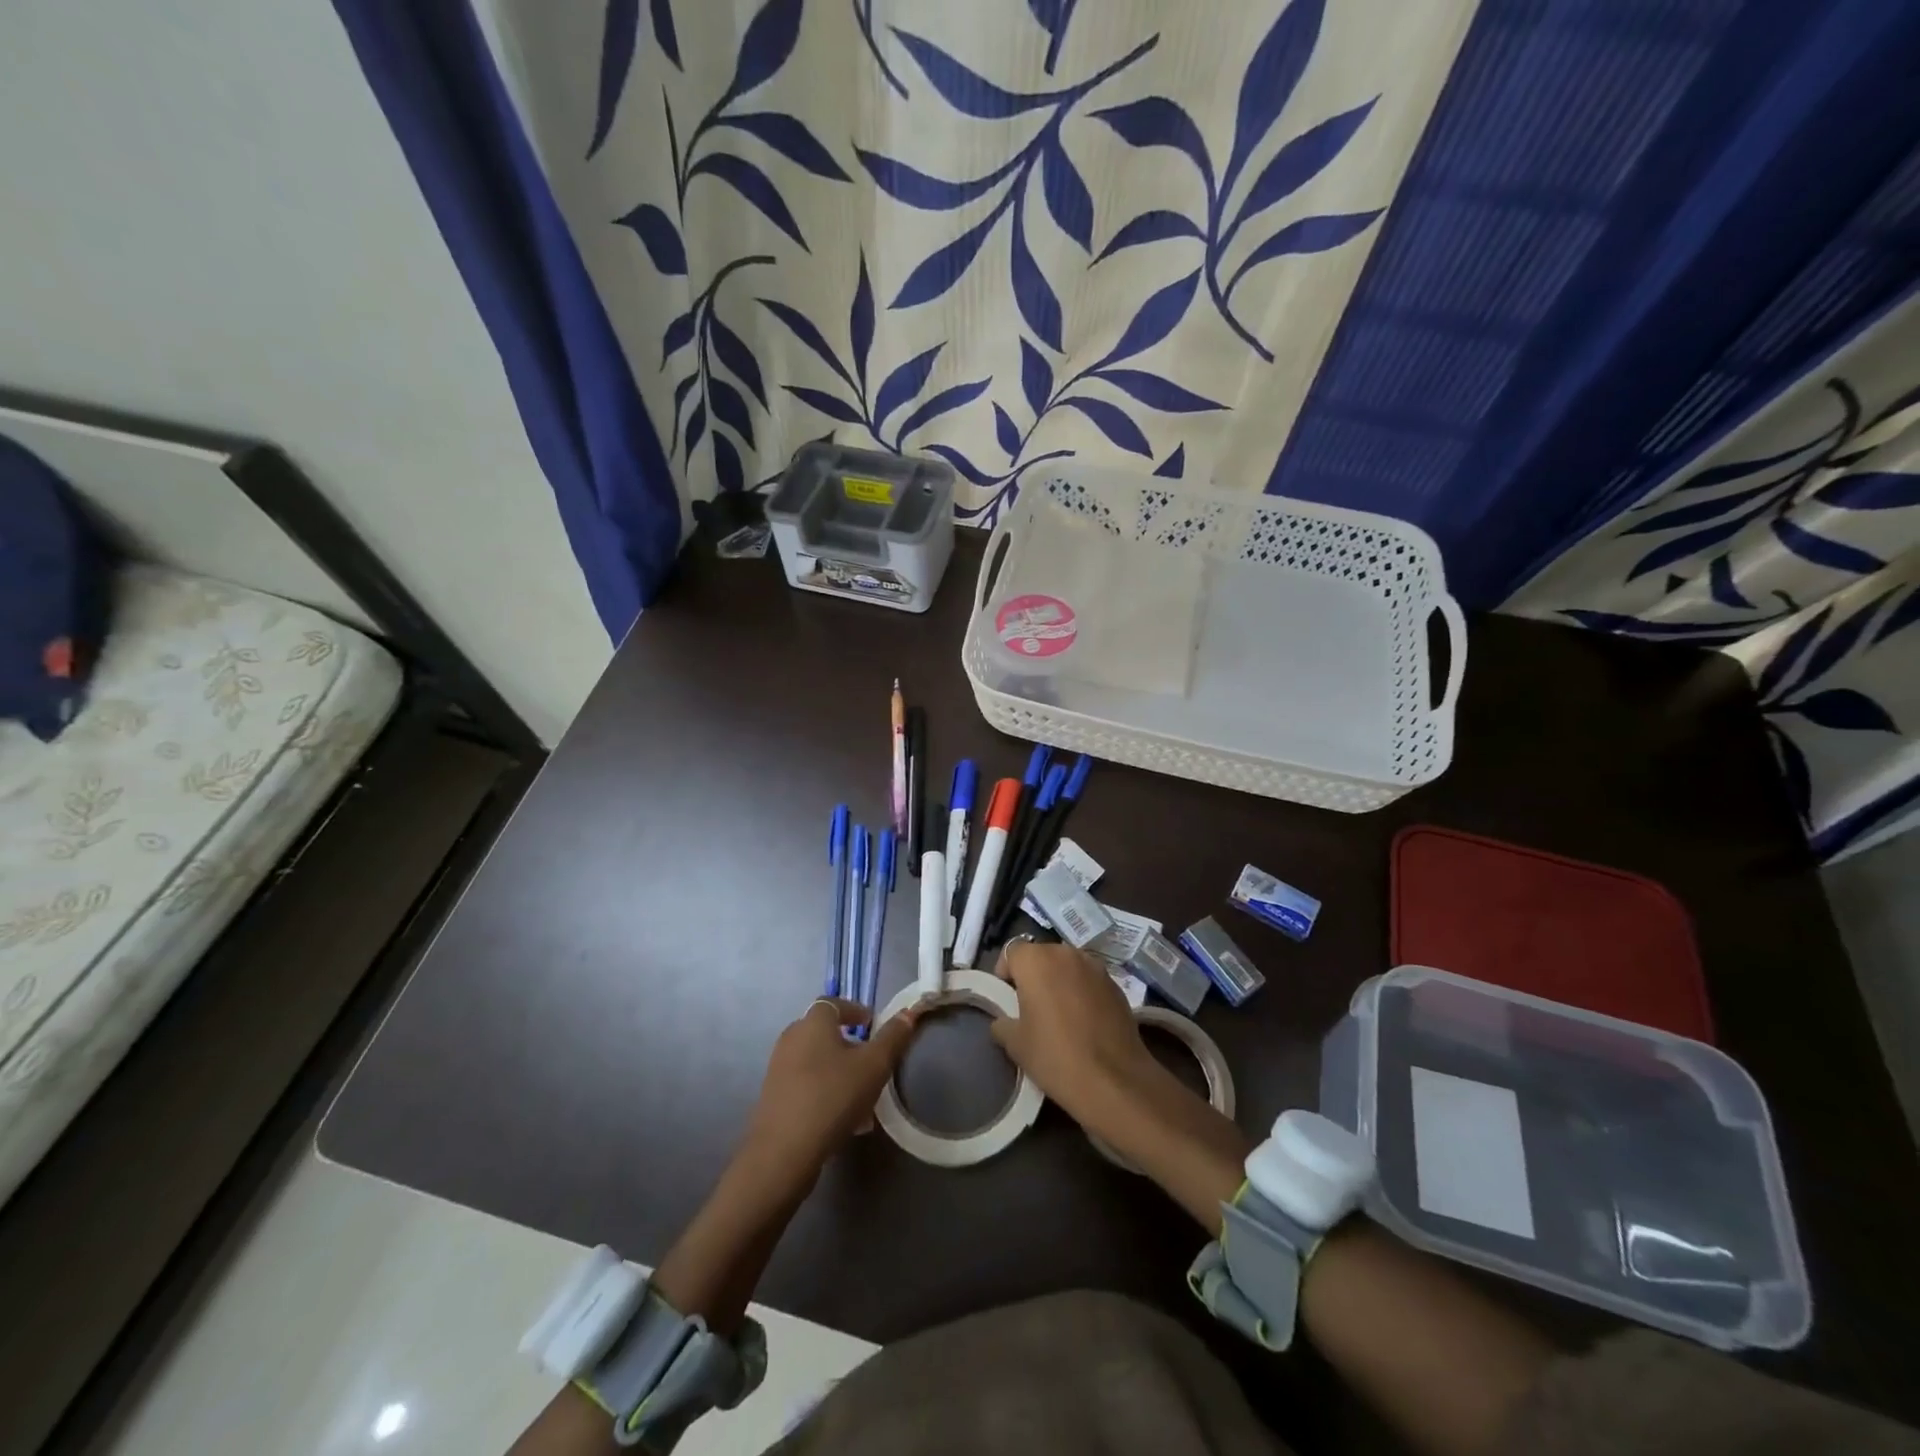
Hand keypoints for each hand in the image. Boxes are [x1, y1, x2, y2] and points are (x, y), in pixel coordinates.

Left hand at [741, 998, 917, 1189]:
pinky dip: (825, 1091)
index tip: (872, 1024)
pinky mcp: (773, 1098)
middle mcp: (791, 1039)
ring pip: (816, 1061)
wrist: (783, 1152)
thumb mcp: (874, 1065)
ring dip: (838, 1071)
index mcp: (812, 1023)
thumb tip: (908, 1013)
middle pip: (823, 1032)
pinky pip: (806, 1084)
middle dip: (849, 1044)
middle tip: (870, 1060)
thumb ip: (893, 1038)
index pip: (833, 1003)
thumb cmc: (833, 1096)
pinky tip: (844, 1119)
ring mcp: (778, 1069)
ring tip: (862, 1095)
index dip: (854, 1010)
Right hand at [989, 939, 1156, 1128]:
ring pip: (1067, 966)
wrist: (1114, 1081)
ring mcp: (1095, 967)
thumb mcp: (1015, 1044)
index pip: (1011, 952)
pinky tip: (1084, 1022)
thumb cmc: (1055, 1056)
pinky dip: (1081, 992)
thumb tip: (1004, 1021)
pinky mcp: (1116, 985)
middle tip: (1030, 1007)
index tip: (1007, 1000)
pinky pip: (1089, 981)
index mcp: (1036, 960)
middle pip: (1041, 955)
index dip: (1006, 973)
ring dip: (1059, 981)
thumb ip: (1003, 1024)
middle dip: (1033, 975)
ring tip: (1059, 1014)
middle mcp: (1066, 953)